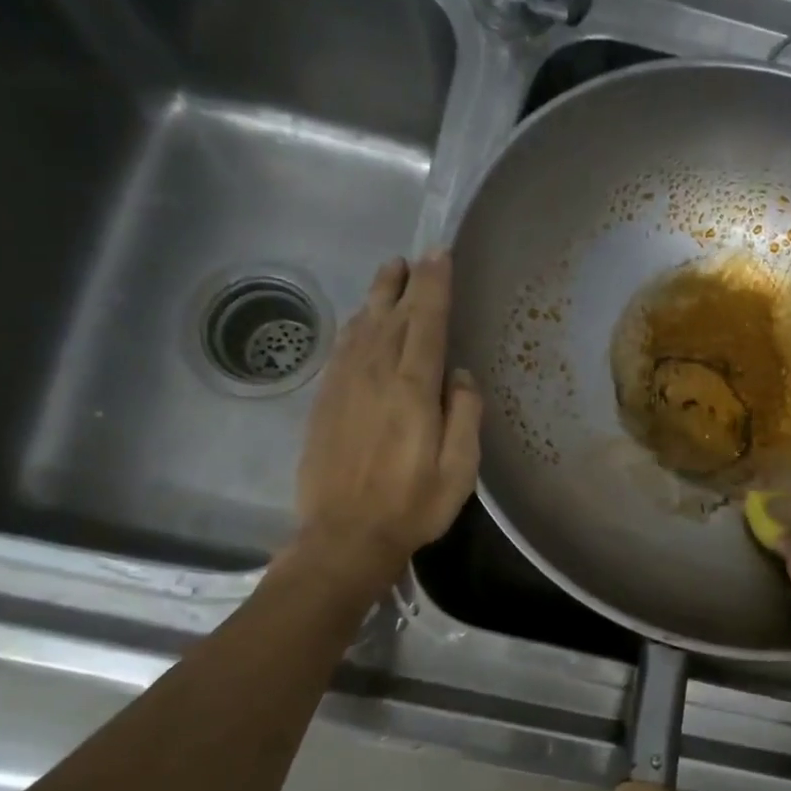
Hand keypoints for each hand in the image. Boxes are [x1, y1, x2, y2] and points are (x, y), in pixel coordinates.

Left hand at [291, 252, 480, 590]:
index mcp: (413, 388)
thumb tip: (461, 375)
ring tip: (390, 274)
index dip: (435, 285)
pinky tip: (361, 320)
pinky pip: (342, 347)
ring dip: (379, 296)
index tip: (440, 255)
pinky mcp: (325, 399)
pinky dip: (355, 325)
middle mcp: (375, 374)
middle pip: (392, 314)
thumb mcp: (460, 470)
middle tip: (416, 257)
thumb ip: (465, 416)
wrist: (344, 535)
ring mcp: (345, 384)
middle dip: (406, 282)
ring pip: (363, 325)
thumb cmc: (412, 505)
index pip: (427, 321)